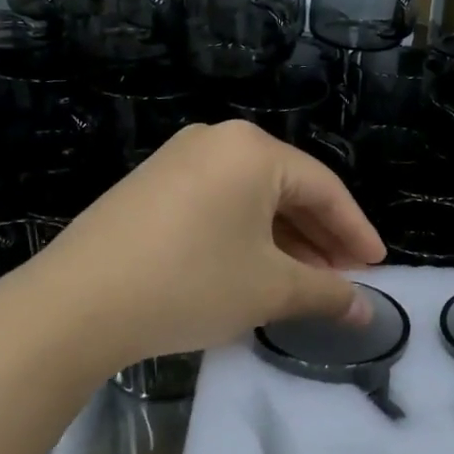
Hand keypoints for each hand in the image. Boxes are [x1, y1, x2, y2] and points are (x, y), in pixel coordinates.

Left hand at [7, 121, 384, 373]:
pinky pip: (218, 205)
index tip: (377, 267)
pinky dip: (246, 237)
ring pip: (252, 200)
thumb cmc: (191, 283)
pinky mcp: (151, 187)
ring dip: (284, 241)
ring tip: (304, 282)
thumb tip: (366, 311)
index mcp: (253, 150)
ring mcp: (177, 161)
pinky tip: (254, 270)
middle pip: (288, 190)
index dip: (356, 231)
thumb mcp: (269, 289)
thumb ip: (326, 294)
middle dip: (320, 238)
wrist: (76, 304)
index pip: (325, 188)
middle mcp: (217, 141)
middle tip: (343, 278)